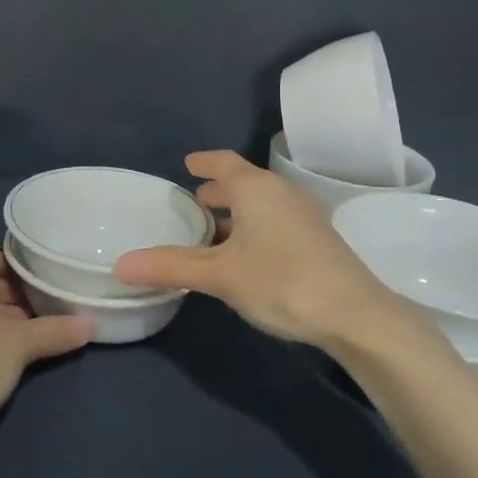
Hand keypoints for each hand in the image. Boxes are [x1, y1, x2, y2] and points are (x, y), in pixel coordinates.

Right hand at [113, 150, 423, 354]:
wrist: (356, 315)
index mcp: (256, 189)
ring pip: (264, 204)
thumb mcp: (220, 275)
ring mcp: (306, 217)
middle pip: (246, 182)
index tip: (187, 163)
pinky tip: (248, 253)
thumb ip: (171, 266)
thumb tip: (120, 264)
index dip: (205, 162)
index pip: (225, 162)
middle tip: (196, 198)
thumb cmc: (282, 281)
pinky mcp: (319, 241)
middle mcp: (283, 194)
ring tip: (216, 228)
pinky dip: (256, 226)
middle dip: (220, 188)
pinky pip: (277, 221)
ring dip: (239, 210)